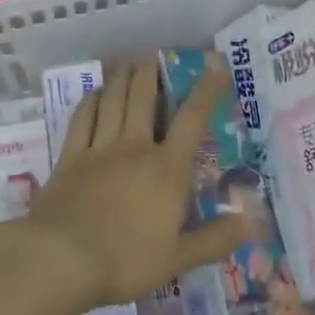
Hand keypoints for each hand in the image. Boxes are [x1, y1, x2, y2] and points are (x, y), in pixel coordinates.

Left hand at [24, 61, 252, 307]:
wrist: (61, 260)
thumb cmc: (125, 260)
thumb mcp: (178, 258)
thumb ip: (215, 239)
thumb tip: (254, 224)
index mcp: (166, 168)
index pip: (192, 120)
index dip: (206, 90)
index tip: (216, 64)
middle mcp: (134, 148)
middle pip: (143, 99)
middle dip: (150, 74)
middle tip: (152, 54)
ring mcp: (99, 150)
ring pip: (112, 103)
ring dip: (121, 79)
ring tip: (126, 62)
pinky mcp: (69, 159)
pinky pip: (81, 121)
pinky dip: (89, 102)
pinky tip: (93, 94)